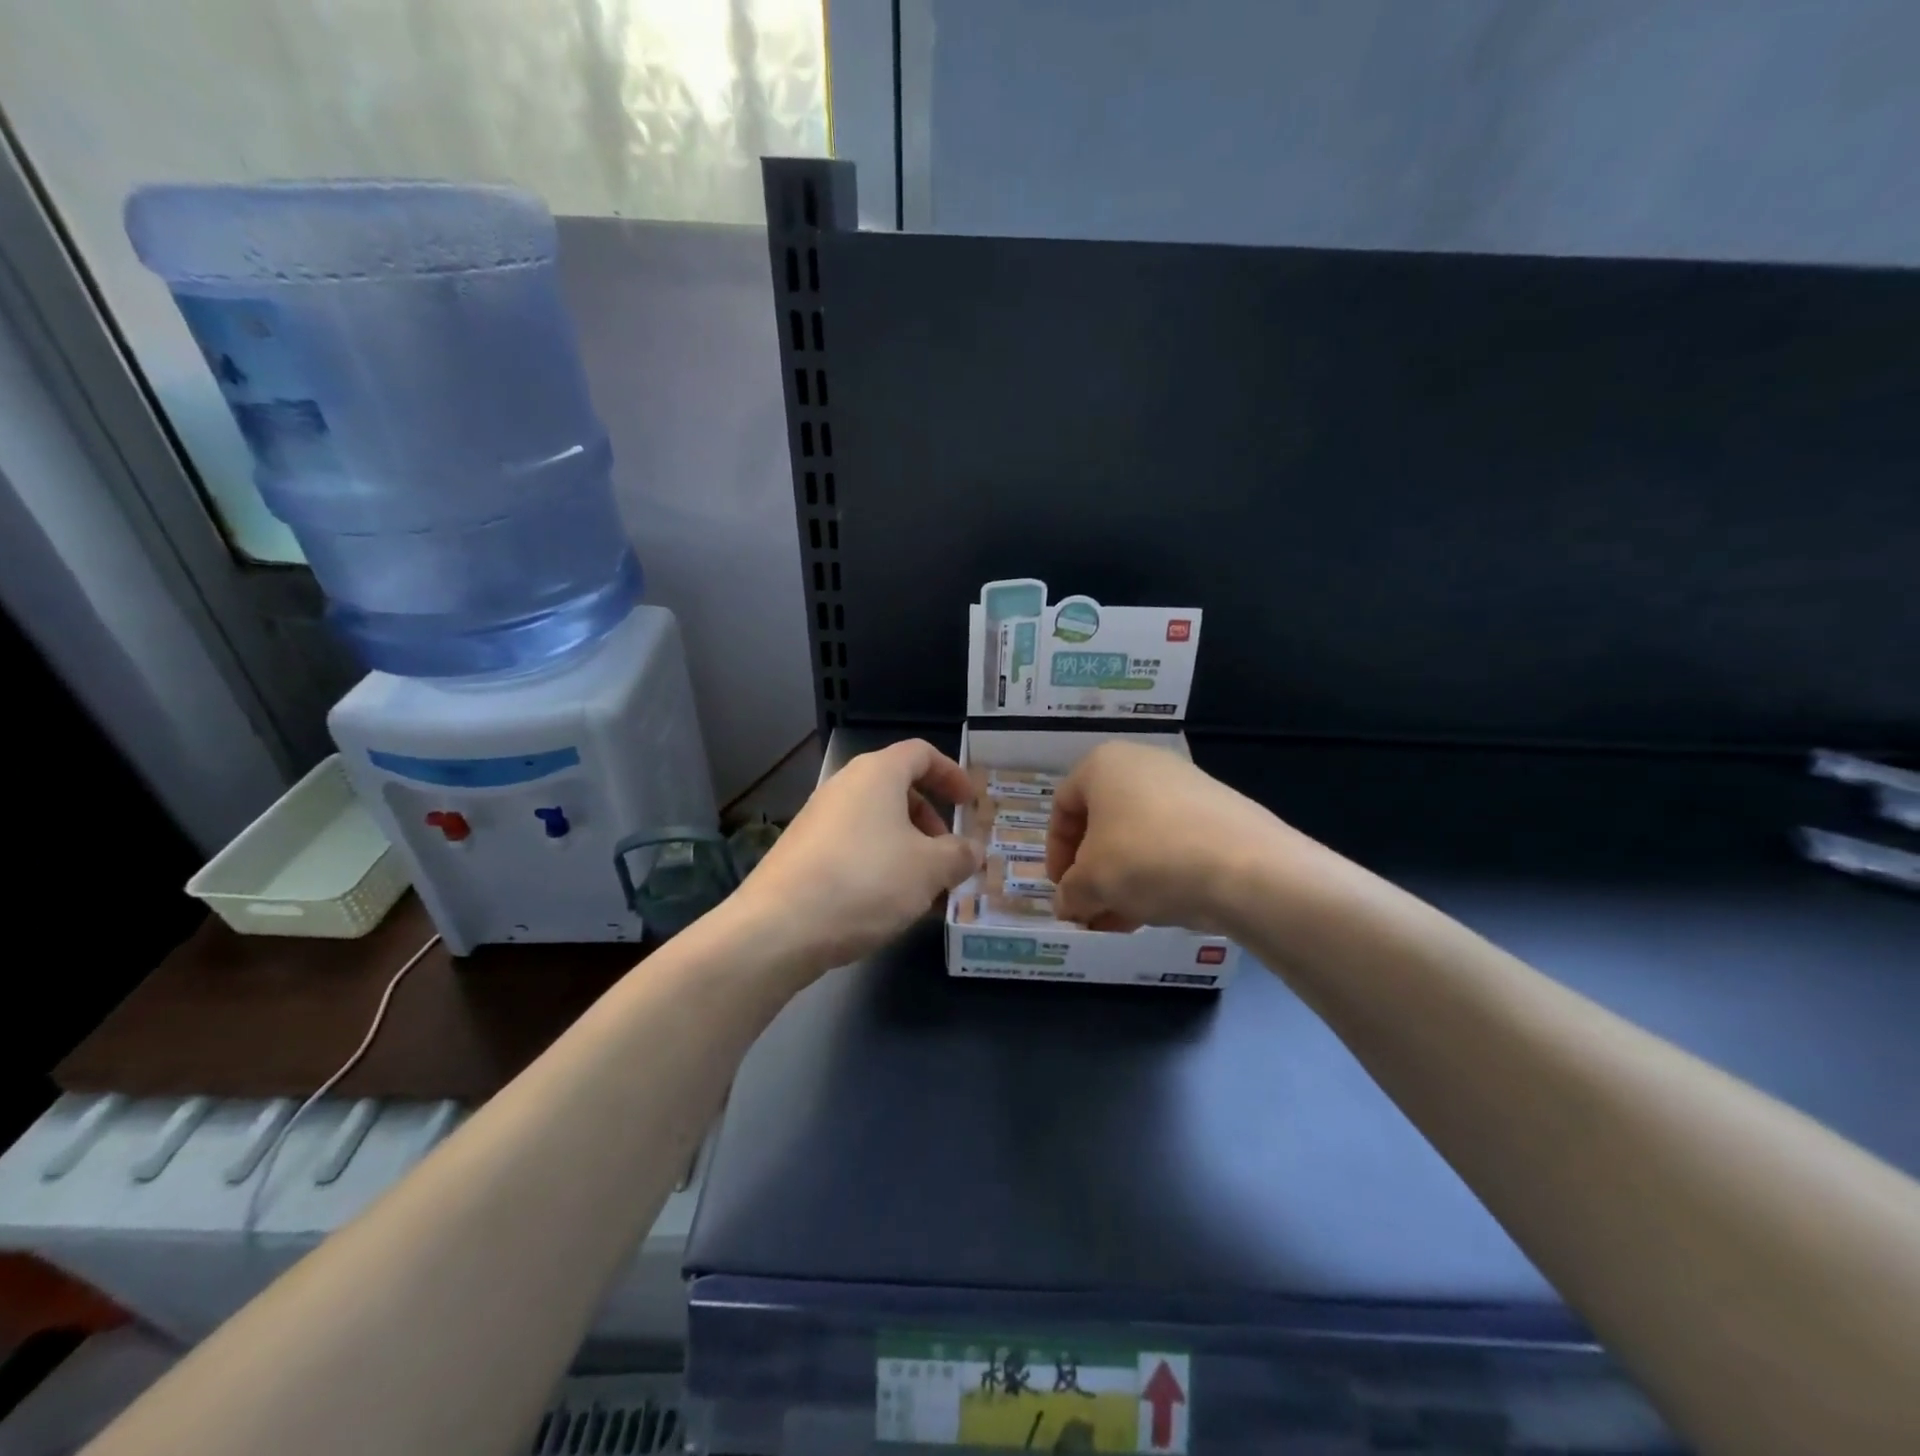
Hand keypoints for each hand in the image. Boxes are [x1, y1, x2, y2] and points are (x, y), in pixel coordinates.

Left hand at [731, 739, 980, 975]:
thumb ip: (959, 855)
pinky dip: (879, 864)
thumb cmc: (865, 882)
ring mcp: (817, 820)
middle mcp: (843, 787)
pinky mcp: (801, 853)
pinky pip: (853, 847)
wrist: (778, 928)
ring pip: (876, 823)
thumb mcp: (929, 870)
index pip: (921, 754)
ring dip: (907, 849)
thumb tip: (973, 850)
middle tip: (949, 856)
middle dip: (931, 821)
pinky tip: (887, 905)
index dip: (951, 774)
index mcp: (876, 774)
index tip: (969, 803)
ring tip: (924, 890)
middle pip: (898, 789)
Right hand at [1046, 740, 1304, 933]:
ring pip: (1138, 836)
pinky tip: (1154, 913)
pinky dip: (1156, 874)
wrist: (1247, 868)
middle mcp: (1143, 764)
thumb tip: (1068, 904)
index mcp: (1103, 764)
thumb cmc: (1147, 859)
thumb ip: (1069, 892)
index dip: (1054, 851)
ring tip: (1118, 922)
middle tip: (1089, 908)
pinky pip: (1172, 843)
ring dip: (1121, 880)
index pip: (1062, 806)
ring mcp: (1186, 786)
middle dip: (1090, 871)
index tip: (1061, 888)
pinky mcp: (1218, 812)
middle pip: (1102, 822)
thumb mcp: (1092, 882)